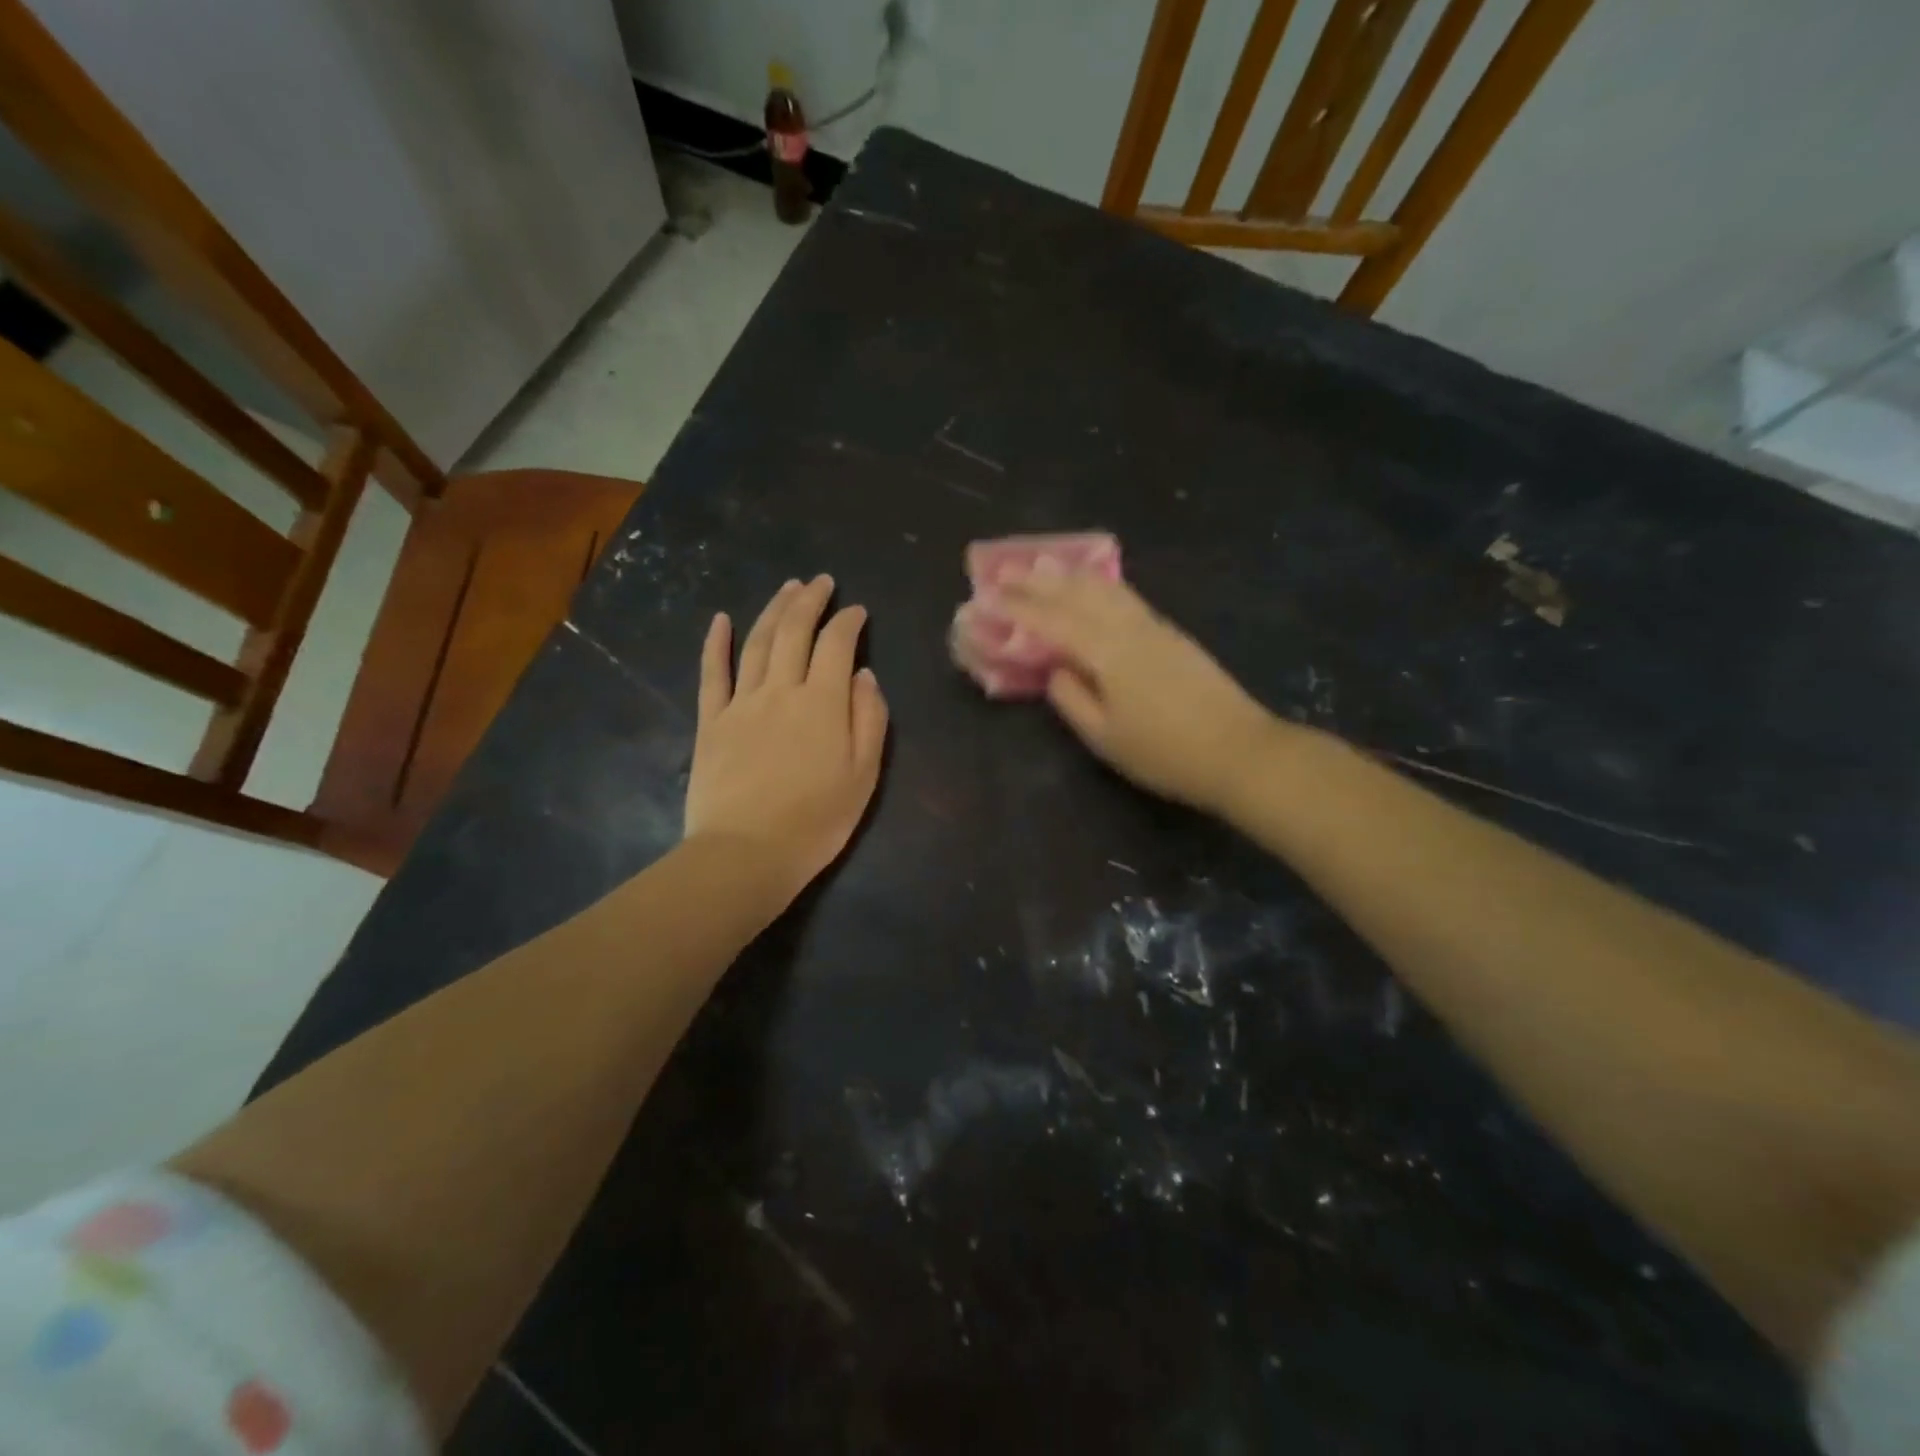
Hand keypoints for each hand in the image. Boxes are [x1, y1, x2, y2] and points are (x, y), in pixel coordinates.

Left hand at [684, 576, 889, 901]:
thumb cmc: (816, 821)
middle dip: (809, 601)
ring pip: (757, 642)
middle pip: (794, 631)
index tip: (857, 611)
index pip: (837, 645)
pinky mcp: (711, 721)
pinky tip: (721, 620)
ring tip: (787, 588)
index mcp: (823, 703)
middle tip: (821, 582)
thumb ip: (869, 719)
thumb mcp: (864, 775)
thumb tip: (863, 675)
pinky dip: (716, 643)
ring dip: (773, 610)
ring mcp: (741, 703)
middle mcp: (781, 690)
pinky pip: (712, 673)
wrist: (746, 853)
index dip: (848, 622)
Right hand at [991, 567, 1277, 813]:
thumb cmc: (1165, 753)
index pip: (1052, 621)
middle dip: (1038, 581)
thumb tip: (1054, 669)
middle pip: (1077, 593)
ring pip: (1104, 589)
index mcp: (1107, 652)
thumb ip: (1072, 700)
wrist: (1239, 751)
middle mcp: (1129, 628)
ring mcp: (1155, 627)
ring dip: (1069, 576)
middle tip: (1005, 571)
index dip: (1017, 608)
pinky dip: (1097, 586)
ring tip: (1043, 566)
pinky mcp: (1172, 634)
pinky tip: (1092, 587)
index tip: (985, 596)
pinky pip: (1124, 597)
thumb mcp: (1106, 738)